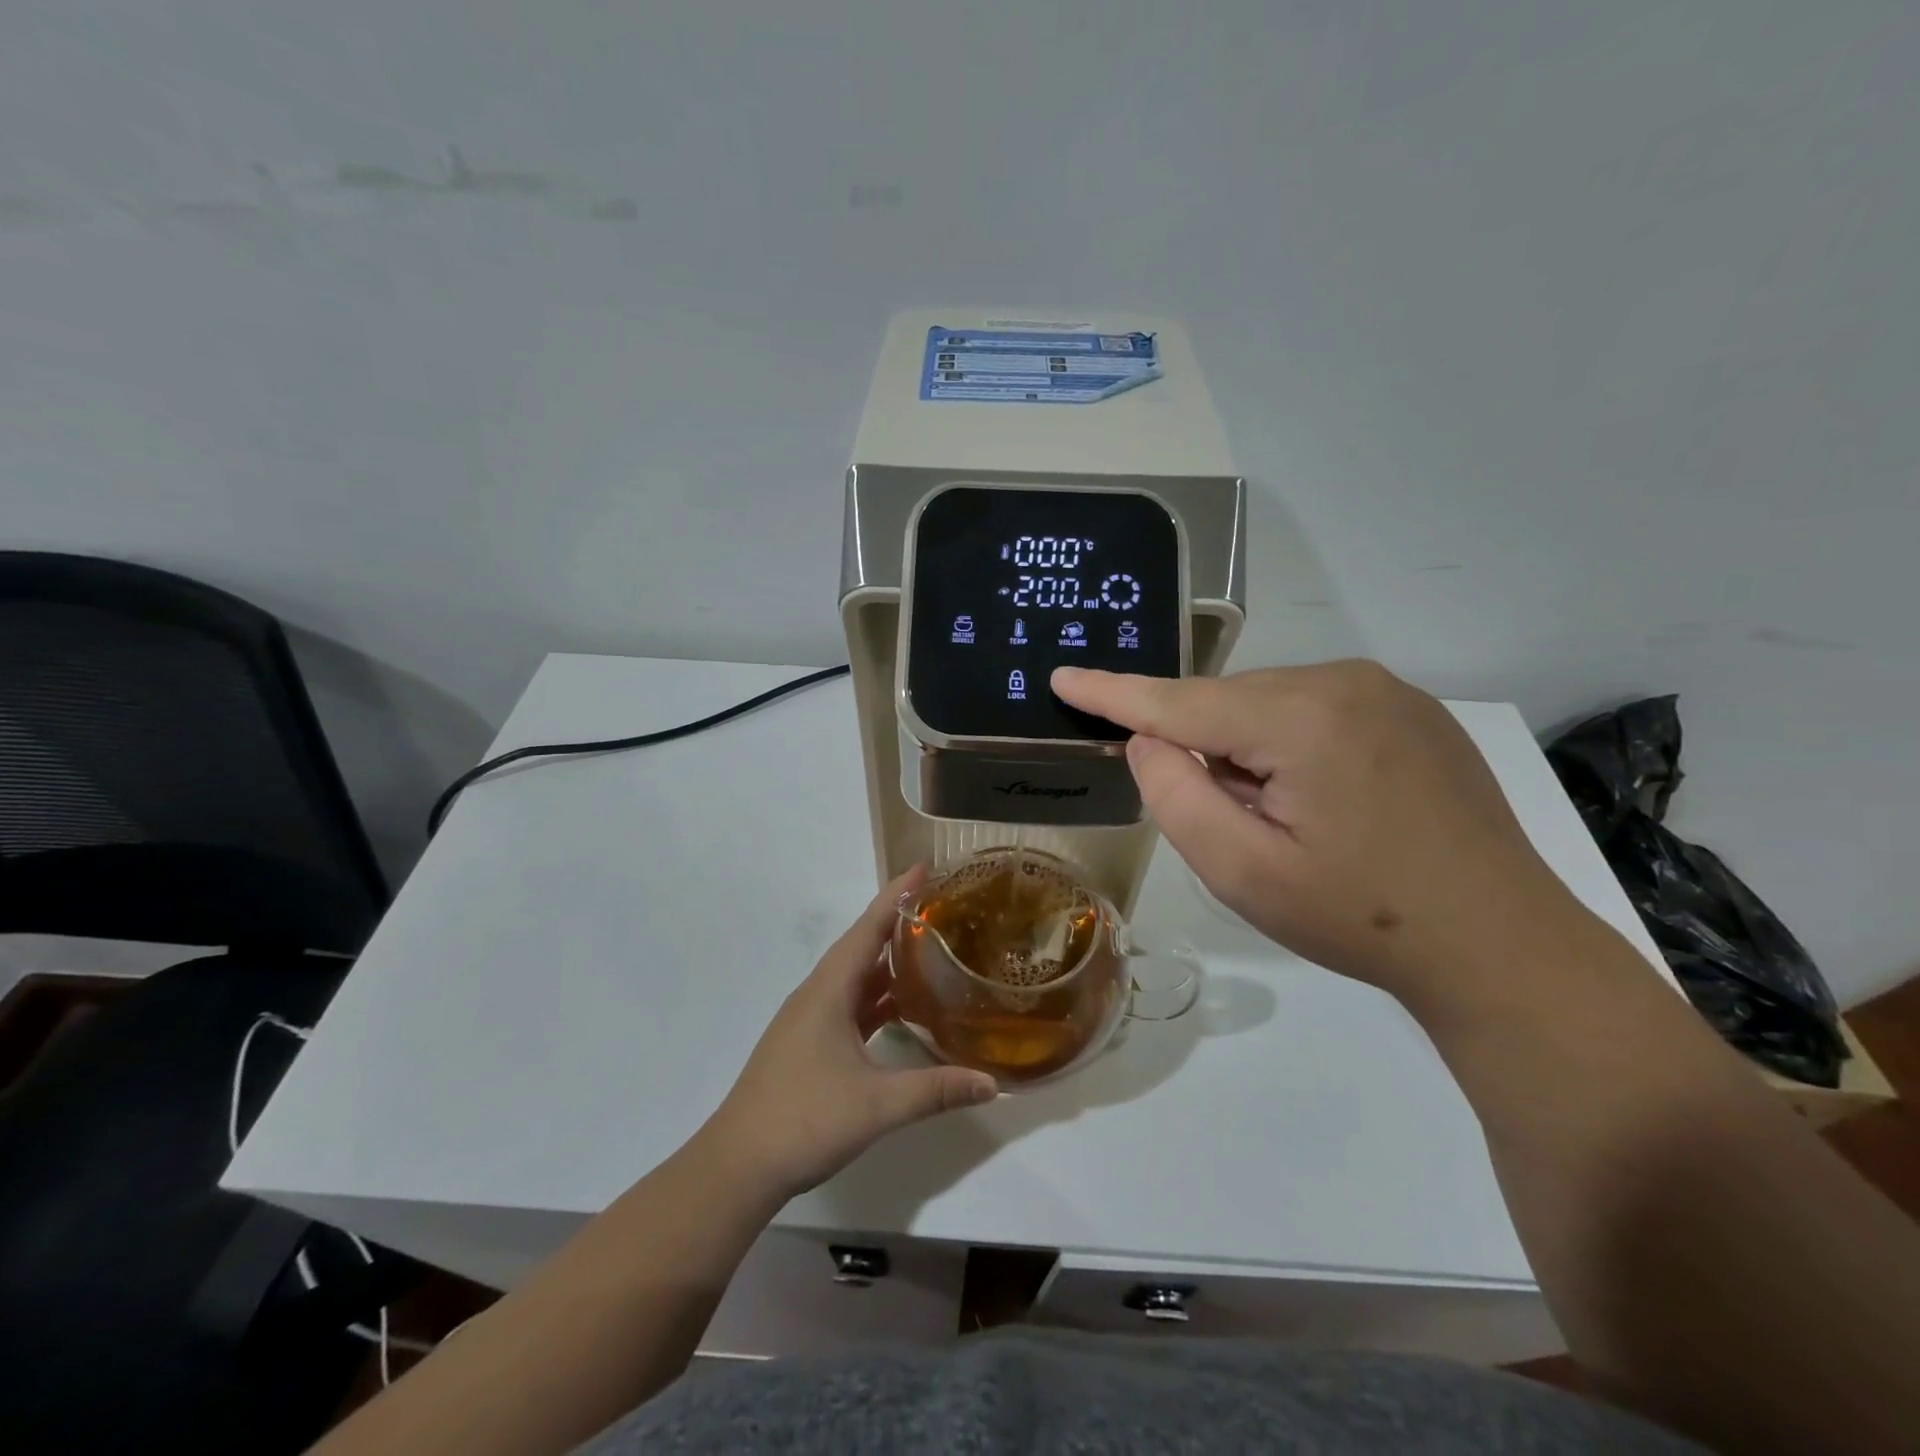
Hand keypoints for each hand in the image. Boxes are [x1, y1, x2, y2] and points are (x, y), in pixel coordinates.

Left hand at [701, 869, 998, 1202]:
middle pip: (861, 946)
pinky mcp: (809, 1044)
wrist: (738, 1166)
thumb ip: (936, 1090)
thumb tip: (991, 1082)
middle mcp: (817, 995)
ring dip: (888, 963)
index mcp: (829, 990)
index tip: (923, 867)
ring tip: (930, 951)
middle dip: (898, 923)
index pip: (868, 929)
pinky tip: (902, 1009)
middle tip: (940, 907)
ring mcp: (810, 1020)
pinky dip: (877, 998)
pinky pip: (850, 1005)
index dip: (896, 896)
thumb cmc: (804, 1120)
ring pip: (855, 978)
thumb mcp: (878, 1105)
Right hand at [1052, 661, 1581, 1005]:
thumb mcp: (1243, 872)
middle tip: (1237, 825)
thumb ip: (1176, 796)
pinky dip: (1288, 743)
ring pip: (1267, 703)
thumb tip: (1149, 739)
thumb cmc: (1359, 917)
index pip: (1178, 700)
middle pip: (1225, 703)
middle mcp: (1343, 681)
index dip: (1113, 693)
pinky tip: (1326, 801)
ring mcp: (1385, 689)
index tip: (1063, 676)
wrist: (1500, 944)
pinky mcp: (1409, 708)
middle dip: (1204, 749)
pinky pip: (1312, 708)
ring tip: (1288, 821)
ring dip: (1247, 750)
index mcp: (1300, 718)